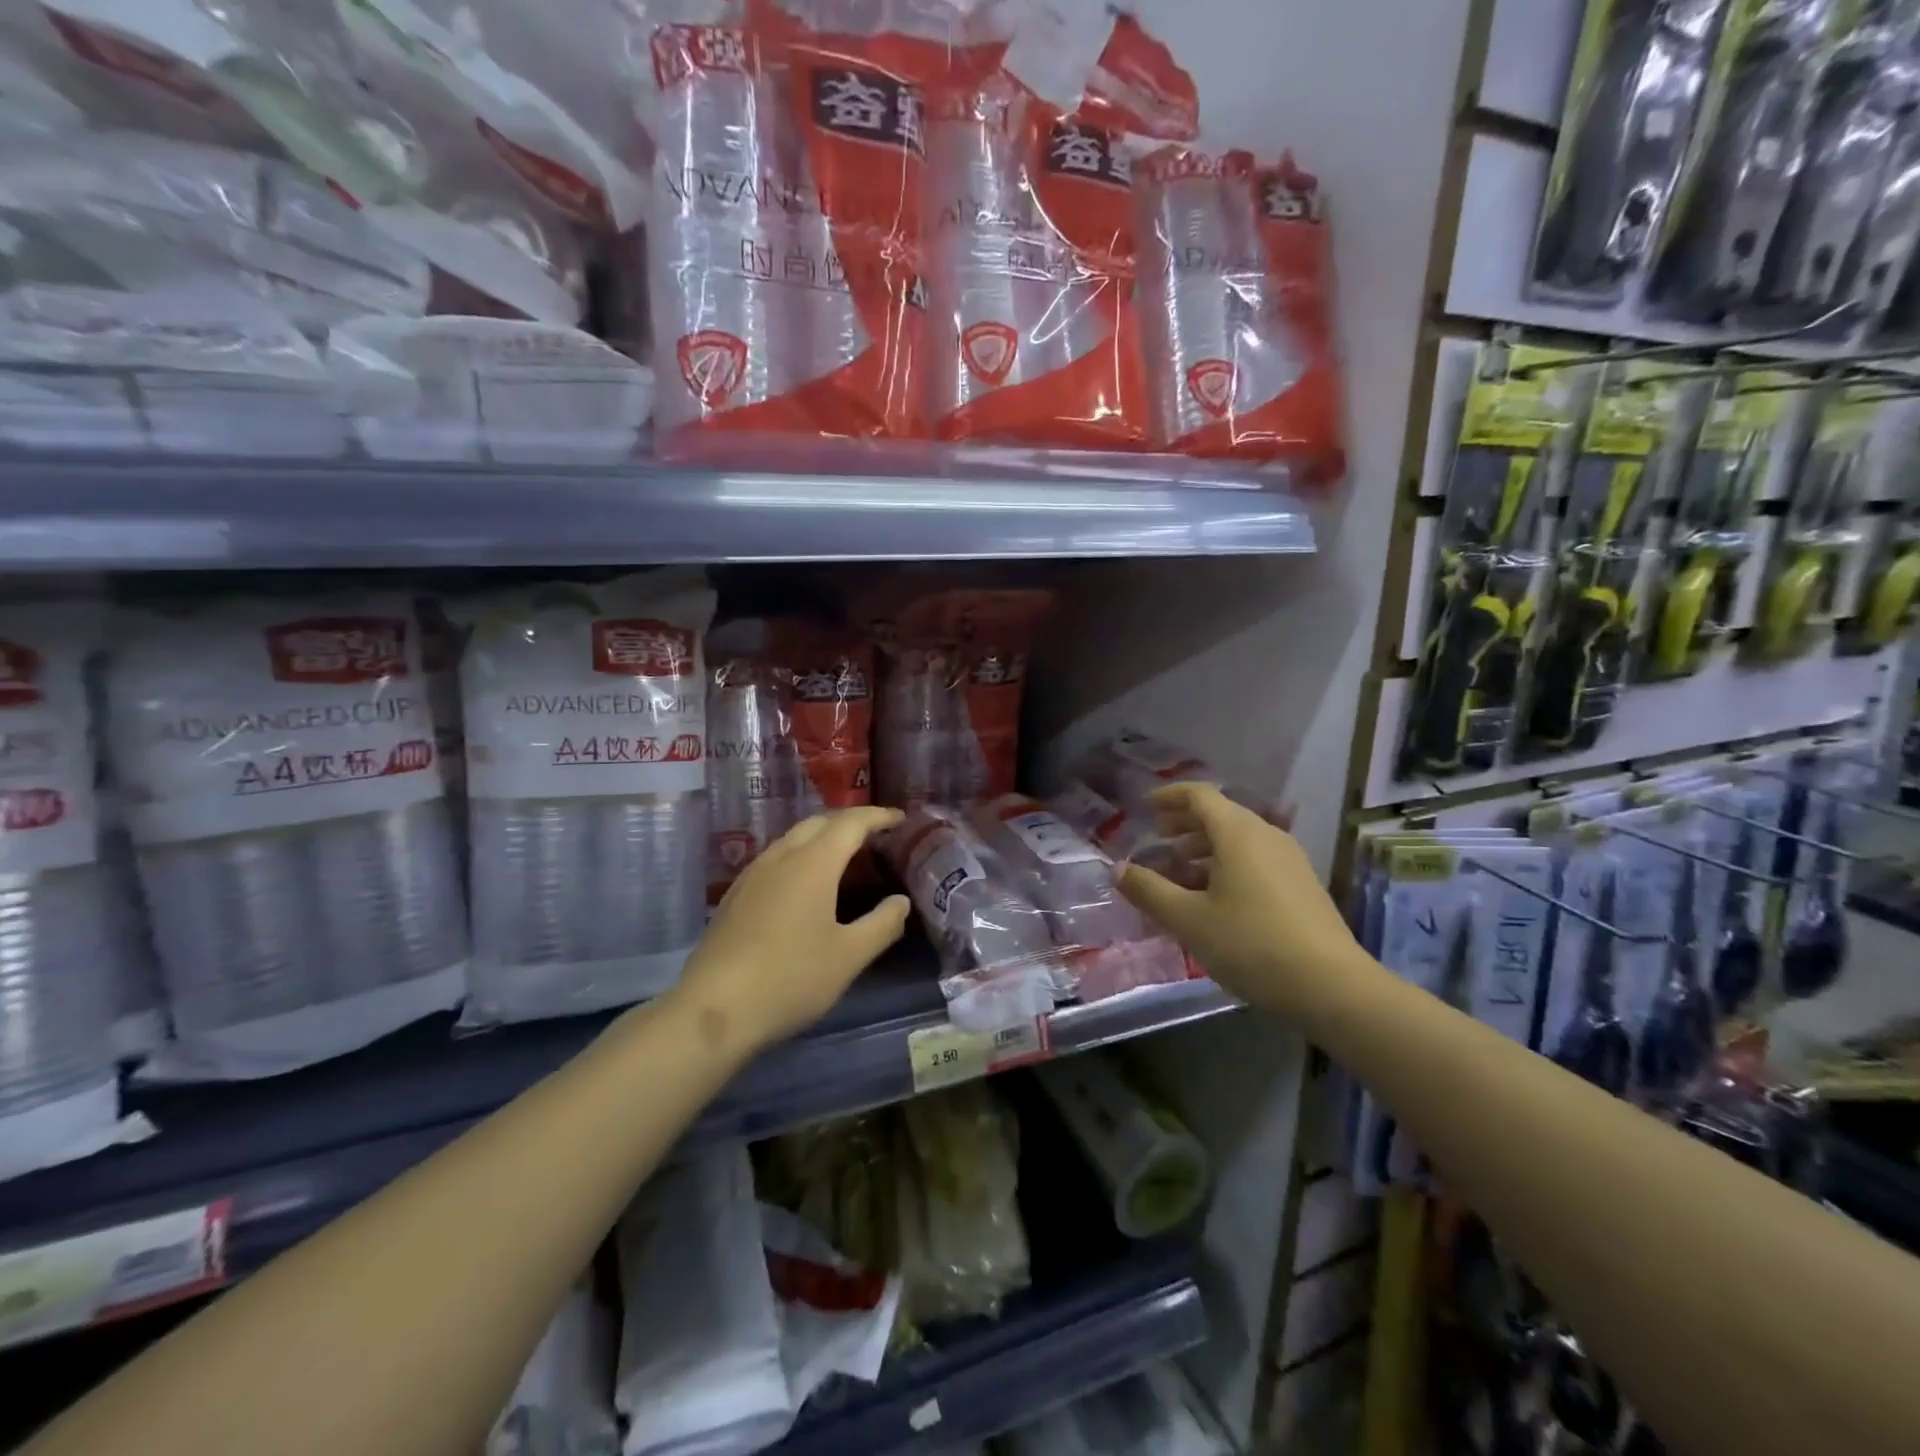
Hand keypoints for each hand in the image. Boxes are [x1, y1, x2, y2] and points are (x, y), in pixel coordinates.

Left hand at [674, 806, 912, 1052]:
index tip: (900, 818)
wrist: (713, 1010)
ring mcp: (752, 875)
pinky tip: (803, 883)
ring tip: (843, 854)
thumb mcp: (849, 957)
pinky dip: (800, 855)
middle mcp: (781, 858)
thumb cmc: (790, 978)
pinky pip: (775, 858)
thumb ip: (882, 924)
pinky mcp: (735, 896)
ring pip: (792, 839)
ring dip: (822, 836)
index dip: (878, 816)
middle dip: (849, 821)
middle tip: (875, 833)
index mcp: (813, 864)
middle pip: (818, 823)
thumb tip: (901, 902)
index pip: (850, 823)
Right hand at [1116, 783, 1361, 1020]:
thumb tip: (1117, 869)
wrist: (1332, 986)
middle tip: (1158, 841)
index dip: (1169, 797)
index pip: (1199, 795)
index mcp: (1238, 833)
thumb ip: (1149, 890)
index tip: (1145, 808)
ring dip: (1205, 848)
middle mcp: (1266, 835)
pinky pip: (1256, 860)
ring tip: (1180, 874)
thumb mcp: (1189, 920)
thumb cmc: (1251, 944)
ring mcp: (1290, 860)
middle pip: (1220, 815)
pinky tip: (1215, 899)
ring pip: (1239, 840)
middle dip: (1184, 824)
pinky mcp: (1302, 885)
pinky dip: (1227, 865)